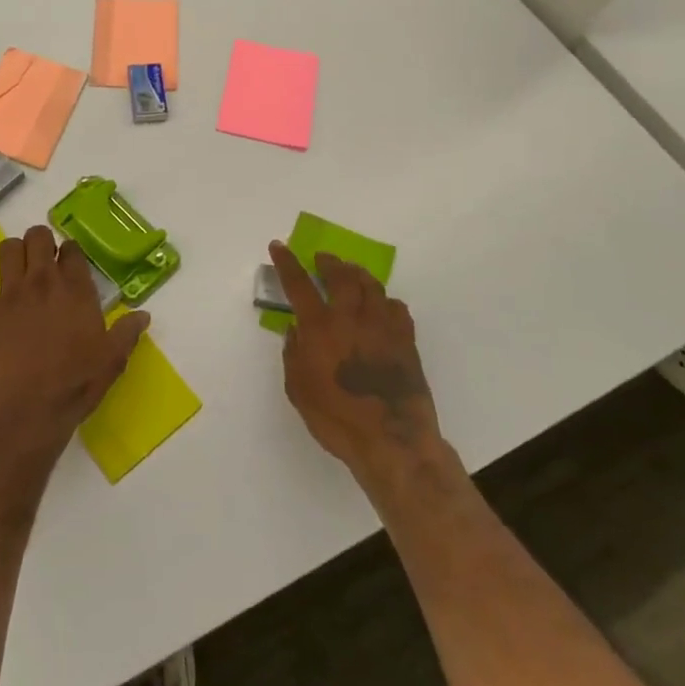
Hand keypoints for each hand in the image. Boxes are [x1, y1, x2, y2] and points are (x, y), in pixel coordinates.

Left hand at [0, 225, 149, 454]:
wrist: (26, 411)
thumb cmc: (74, 385)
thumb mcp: (111, 360)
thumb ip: (126, 333)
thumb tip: (143, 315)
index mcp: (75, 288)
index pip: (71, 248)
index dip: (69, 253)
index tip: (68, 265)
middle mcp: (42, 280)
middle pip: (37, 236)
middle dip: (40, 243)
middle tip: (41, 263)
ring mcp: (9, 293)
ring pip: (7, 248)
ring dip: (13, 256)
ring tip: (16, 275)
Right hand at [270, 241, 466, 503]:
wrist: (392, 439)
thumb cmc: (337, 419)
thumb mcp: (299, 390)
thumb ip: (293, 355)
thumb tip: (296, 330)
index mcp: (320, 328)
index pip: (299, 284)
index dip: (287, 263)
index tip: (279, 246)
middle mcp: (351, 318)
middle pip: (341, 276)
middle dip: (329, 262)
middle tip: (323, 259)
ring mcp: (382, 327)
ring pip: (371, 286)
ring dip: (358, 274)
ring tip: (351, 272)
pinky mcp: (405, 340)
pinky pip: (397, 308)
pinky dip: (385, 301)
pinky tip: (382, 306)